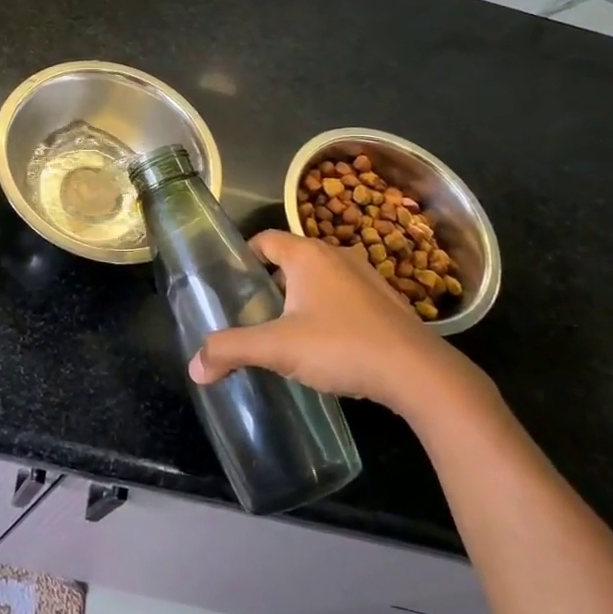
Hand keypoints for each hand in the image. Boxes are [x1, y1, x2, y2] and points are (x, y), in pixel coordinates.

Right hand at [188, 230, 492, 419]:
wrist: (418, 373)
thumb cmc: (341, 346)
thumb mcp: (277, 348)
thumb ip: (231, 351)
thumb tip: (194, 367)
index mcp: (307, 254)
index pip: (264, 240)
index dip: (244, 258)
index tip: (232, 286)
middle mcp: (336, 254)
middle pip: (291, 259)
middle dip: (270, 284)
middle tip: (253, 314)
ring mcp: (366, 276)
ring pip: (320, 278)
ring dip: (301, 298)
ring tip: (286, 330)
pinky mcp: (386, 301)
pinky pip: (345, 296)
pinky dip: (329, 310)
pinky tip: (327, 343)